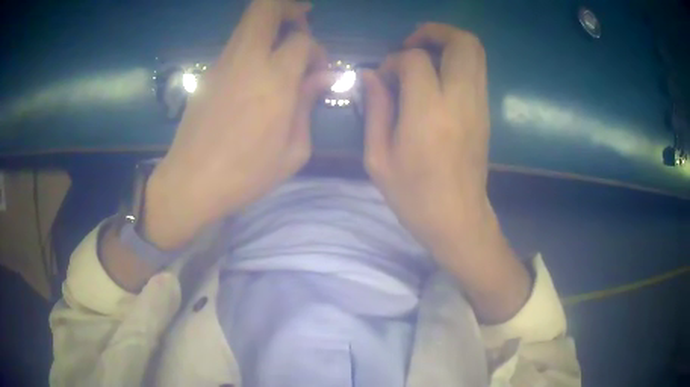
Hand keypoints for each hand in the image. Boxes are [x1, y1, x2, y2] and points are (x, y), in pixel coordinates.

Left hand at [144, 0, 331, 249]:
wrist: (190, 183)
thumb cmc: (245, 174)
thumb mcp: (293, 151)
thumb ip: (309, 105)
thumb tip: (323, 78)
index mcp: (274, 81)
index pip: (301, 40)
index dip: (316, 49)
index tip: (318, 71)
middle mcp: (246, 61)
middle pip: (265, 8)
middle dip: (289, 7)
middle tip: (303, 19)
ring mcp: (222, 64)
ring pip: (247, 22)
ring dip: (271, 24)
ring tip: (284, 46)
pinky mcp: (208, 73)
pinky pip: (236, 44)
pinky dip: (254, 45)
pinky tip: (258, 72)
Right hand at [362, 24, 529, 322]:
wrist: (459, 220)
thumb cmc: (414, 197)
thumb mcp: (378, 159)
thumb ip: (375, 110)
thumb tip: (371, 75)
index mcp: (428, 114)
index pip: (416, 60)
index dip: (395, 60)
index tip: (385, 78)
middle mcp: (461, 101)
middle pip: (462, 42)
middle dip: (434, 32)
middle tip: (410, 46)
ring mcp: (479, 105)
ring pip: (475, 51)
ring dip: (447, 43)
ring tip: (423, 58)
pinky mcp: (486, 111)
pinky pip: (476, 69)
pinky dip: (456, 61)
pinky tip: (436, 79)